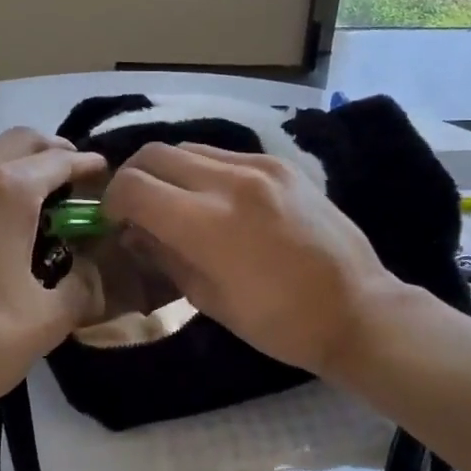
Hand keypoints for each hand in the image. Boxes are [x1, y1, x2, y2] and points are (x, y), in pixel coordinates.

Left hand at [0, 128, 108, 418]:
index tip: (110, 180)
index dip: (90, 167)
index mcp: (8, 192)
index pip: (60, 160)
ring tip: (43, 200)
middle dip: (56, 153)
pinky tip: (1, 222)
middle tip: (79, 184)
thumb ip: (84, 288)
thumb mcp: (48, 320)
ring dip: (21, 164)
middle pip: (22, 141)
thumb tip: (93, 273)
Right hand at [101, 143, 404, 379]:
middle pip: (156, 154)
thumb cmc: (279, 322)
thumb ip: (165, 256)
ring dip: (170, 171)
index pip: (134, 186)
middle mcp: (230, 180)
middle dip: (135, 178)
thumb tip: (134, 231)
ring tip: (176, 203)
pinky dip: (205, 171)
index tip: (116, 222)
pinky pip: (226, 155)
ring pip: (190, 148)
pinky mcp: (283, 164)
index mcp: (208, 223)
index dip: (113, 202)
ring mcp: (260, 166)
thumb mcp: (210, 299)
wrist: (357, 308)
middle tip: (138, 209)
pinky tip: (215, 200)